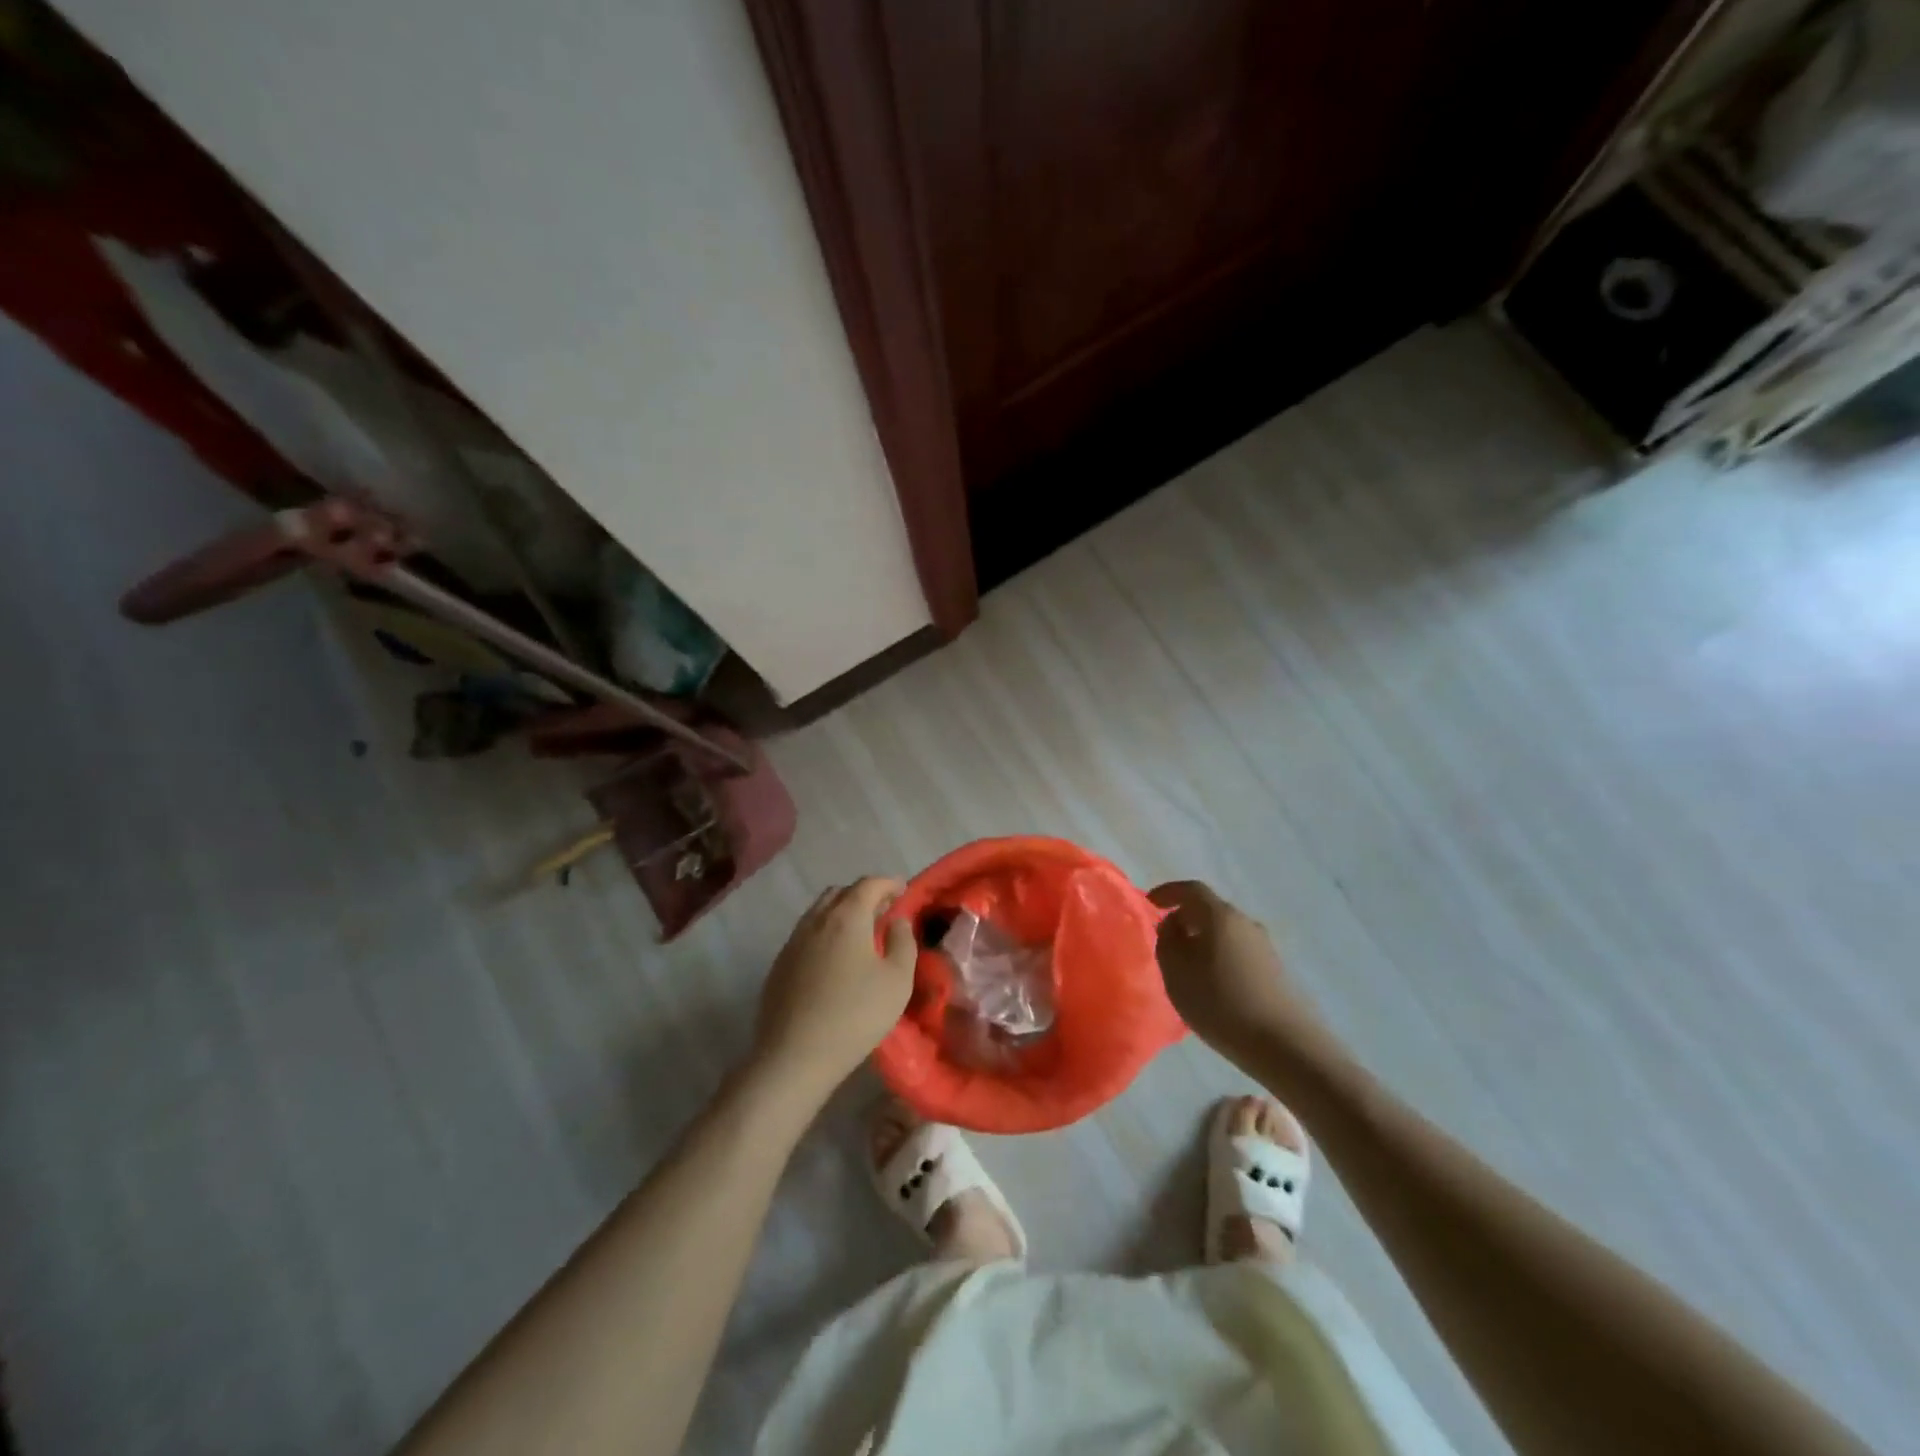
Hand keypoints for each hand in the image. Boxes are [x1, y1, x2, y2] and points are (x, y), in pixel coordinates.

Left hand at [751, 878, 917, 1097]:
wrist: (794, 1056)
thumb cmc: (855, 1015)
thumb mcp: (897, 980)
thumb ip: (903, 942)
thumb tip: (898, 920)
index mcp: (846, 917)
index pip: (869, 884)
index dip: (888, 883)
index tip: (903, 891)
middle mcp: (816, 920)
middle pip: (840, 892)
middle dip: (864, 894)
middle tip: (883, 912)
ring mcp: (793, 941)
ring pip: (819, 912)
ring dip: (841, 913)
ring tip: (860, 934)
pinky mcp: (779, 964)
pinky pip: (806, 934)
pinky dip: (825, 933)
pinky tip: (834, 959)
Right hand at [1148, 881, 1325, 1063]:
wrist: (1283, 1043)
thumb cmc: (1220, 1001)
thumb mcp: (1176, 970)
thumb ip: (1167, 940)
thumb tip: (1173, 925)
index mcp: (1220, 915)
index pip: (1191, 889)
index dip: (1168, 892)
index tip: (1150, 903)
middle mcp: (1245, 922)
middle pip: (1210, 910)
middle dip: (1185, 919)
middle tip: (1165, 939)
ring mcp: (1264, 946)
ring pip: (1225, 932)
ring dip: (1203, 941)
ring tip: (1187, 967)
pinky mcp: (1275, 969)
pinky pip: (1238, 952)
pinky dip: (1219, 957)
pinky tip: (1213, 984)